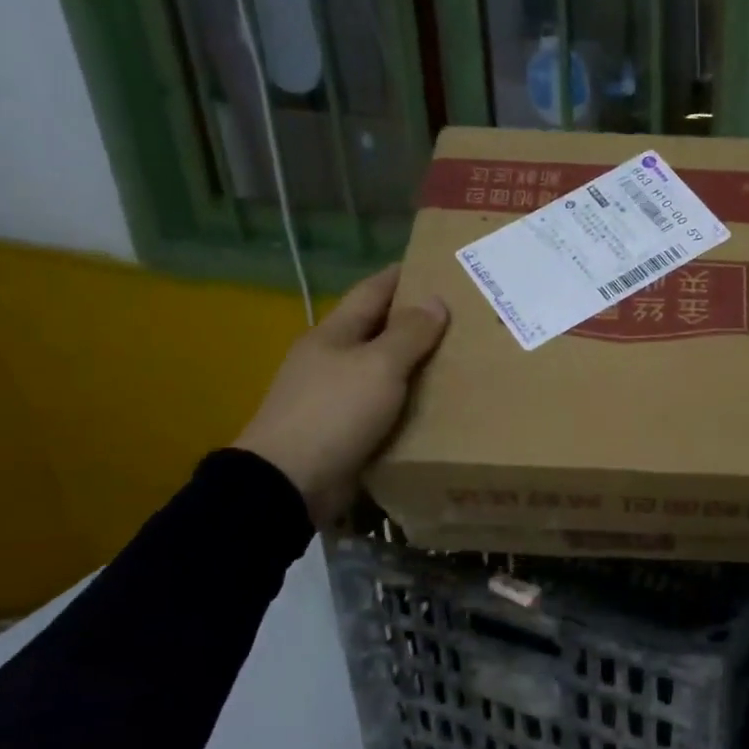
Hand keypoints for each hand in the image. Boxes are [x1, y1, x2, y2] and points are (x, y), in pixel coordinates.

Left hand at [232, 265, 447, 523]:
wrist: (288, 483)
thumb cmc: (334, 412)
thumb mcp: (378, 366)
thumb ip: (409, 333)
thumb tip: (435, 300)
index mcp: (333, 334)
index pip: (372, 292)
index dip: (401, 276)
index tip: (435, 266)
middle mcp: (330, 359)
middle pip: (377, 330)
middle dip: (413, 320)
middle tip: (460, 316)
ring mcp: (332, 396)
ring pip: (380, 369)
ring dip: (412, 363)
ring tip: (457, 358)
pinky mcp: (340, 430)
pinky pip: (380, 406)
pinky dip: (405, 400)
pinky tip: (433, 403)